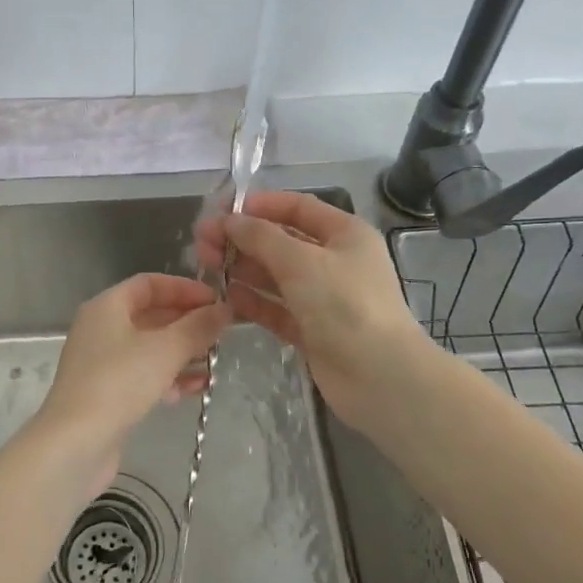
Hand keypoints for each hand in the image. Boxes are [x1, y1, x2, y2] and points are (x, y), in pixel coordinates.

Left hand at [37, 272, 231, 471]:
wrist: (76, 443)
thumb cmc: (120, 382)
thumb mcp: (166, 349)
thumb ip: (198, 327)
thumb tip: (224, 309)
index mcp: (107, 307)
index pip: (149, 284)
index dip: (184, 288)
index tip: (217, 301)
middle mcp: (101, 328)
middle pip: (151, 315)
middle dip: (187, 323)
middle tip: (222, 333)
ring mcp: (102, 363)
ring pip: (150, 348)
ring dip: (183, 352)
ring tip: (215, 361)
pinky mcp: (107, 393)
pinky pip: (144, 375)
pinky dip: (169, 377)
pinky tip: (196, 389)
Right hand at [194, 190, 429, 429]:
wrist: (380, 377)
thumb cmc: (345, 305)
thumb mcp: (301, 261)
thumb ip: (261, 237)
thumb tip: (229, 220)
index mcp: (344, 234)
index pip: (297, 208)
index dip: (260, 205)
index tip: (221, 210)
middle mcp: (334, 261)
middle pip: (281, 242)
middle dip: (242, 240)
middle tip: (203, 244)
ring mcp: (322, 298)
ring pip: (275, 276)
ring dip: (242, 269)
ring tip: (207, 268)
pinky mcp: (311, 330)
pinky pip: (276, 308)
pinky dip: (253, 302)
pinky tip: (227, 297)